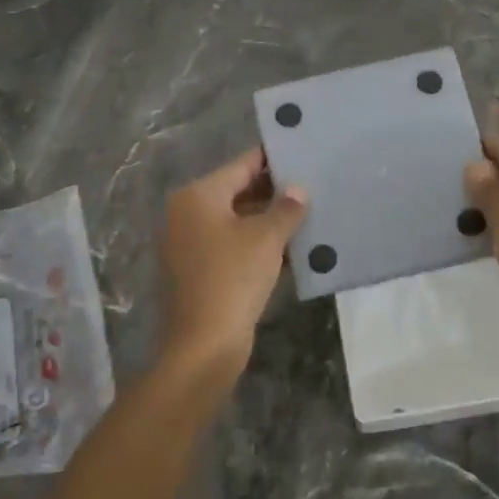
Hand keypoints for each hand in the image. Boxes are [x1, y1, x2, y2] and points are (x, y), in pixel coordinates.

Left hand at [160, 148, 306, 377]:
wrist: (205, 345)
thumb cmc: (233, 278)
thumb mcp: (267, 238)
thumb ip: (285, 208)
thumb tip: (297, 191)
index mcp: (198, 196)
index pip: (241, 165)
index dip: (272, 159)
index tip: (300, 153)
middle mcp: (187, 214)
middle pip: (237, 192)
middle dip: (274, 192)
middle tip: (312, 186)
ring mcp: (189, 244)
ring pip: (236, 221)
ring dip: (268, 221)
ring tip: (309, 215)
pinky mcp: (198, 271)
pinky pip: (232, 246)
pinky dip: (257, 245)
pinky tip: (292, 249)